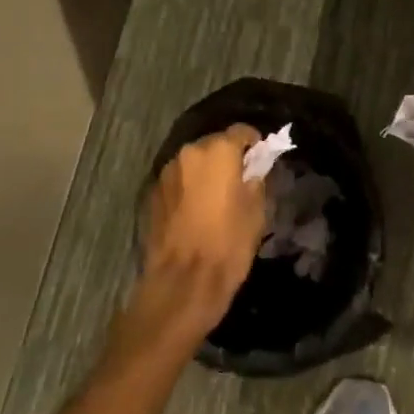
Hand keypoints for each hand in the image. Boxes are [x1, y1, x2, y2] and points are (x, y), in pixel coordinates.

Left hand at [119, 124, 266, 356]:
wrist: (183, 282)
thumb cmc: (228, 244)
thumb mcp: (257, 210)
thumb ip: (256, 179)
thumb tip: (254, 168)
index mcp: (218, 151)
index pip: (241, 131)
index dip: (253, 143)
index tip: (260, 159)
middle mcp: (189, 152)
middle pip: (214, 144)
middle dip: (227, 157)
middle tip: (239, 180)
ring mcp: (167, 172)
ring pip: (194, 163)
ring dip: (205, 172)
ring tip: (215, 198)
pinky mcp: (153, 193)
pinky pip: (178, 181)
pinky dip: (189, 188)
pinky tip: (195, 211)